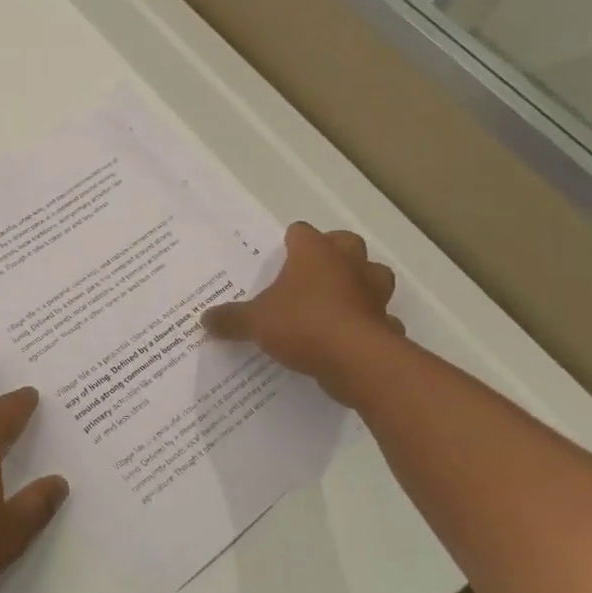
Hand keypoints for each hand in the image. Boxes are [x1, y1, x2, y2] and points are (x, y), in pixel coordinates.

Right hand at [201, 223, 407, 406]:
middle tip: (313, 271)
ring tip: (339, 298)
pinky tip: (353, 335)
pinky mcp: (386, 322)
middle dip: (334, 252)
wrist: (355, 360)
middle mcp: (347, 264)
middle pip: (346, 243)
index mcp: (314, 253)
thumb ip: (231, 319)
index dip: (292, 241)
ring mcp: (373, 292)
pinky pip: (380, 317)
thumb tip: (205, 320)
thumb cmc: (302, 324)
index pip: (302, 232)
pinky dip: (371, 323)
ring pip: (375, 274)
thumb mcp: (255, 322)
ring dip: (361, 282)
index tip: (281, 254)